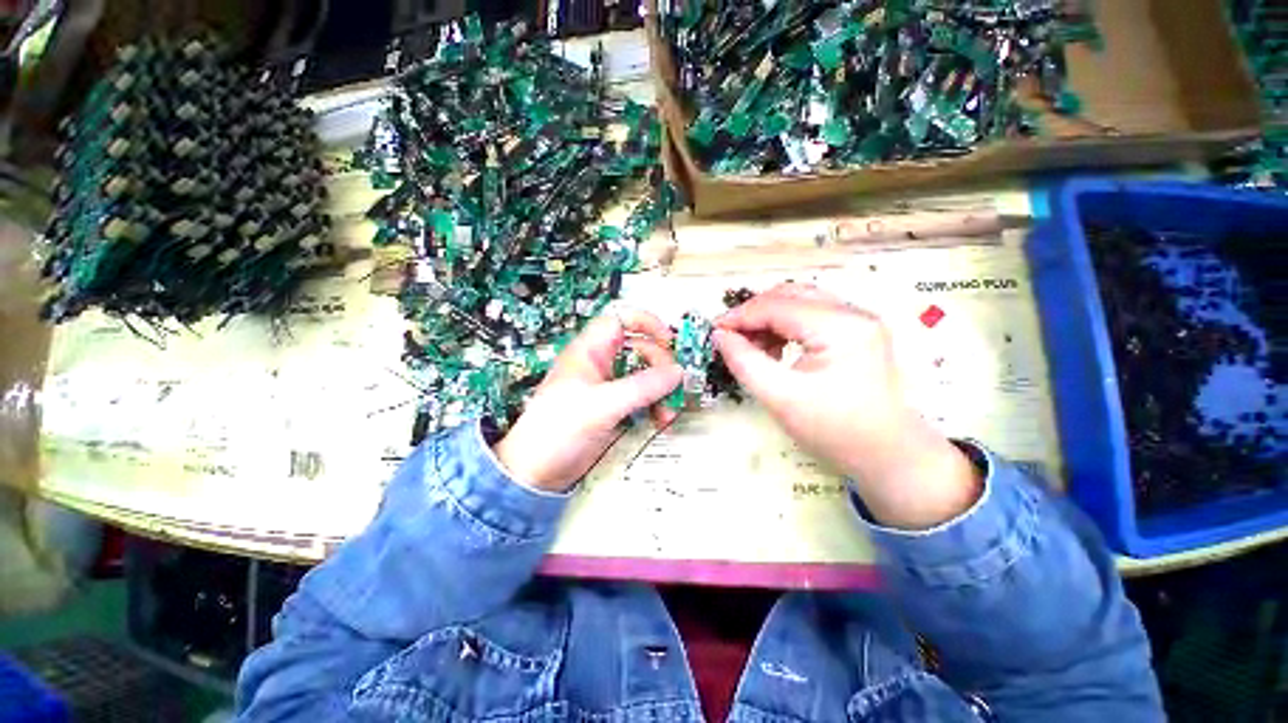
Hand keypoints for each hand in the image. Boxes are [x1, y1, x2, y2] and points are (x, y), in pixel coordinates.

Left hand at [493, 308, 681, 492]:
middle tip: (673, 385)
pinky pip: (640, 401)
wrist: (537, 470)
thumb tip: (676, 372)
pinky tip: (658, 421)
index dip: (647, 324)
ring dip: (661, 391)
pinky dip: (654, 408)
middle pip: (640, 350)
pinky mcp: (611, 413)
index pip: (621, 321)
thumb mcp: (603, 404)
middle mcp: (598, 367)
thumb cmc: (555, 430)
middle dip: (661, 366)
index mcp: (588, 352)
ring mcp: (605, 391)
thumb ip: (643, 386)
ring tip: (668, 412)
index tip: (669, 340)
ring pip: (643, 378)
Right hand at [713, 283, 980, 528]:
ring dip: (776, 317)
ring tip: (757, 348)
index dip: (742, 316)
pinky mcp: (864, 331)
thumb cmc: (836, 432)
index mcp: (840, 326)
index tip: (713, 333)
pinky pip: (821, 314)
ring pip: (807, 301)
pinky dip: (795, 325)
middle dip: (758, 313)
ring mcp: (863, 319)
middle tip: (732, 340)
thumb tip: (721, 336)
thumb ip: (747, 363)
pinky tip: (782, 349)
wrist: (886, 453)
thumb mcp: (783, 400)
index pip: (779, 306)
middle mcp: (855, 312)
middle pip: (793, 294)